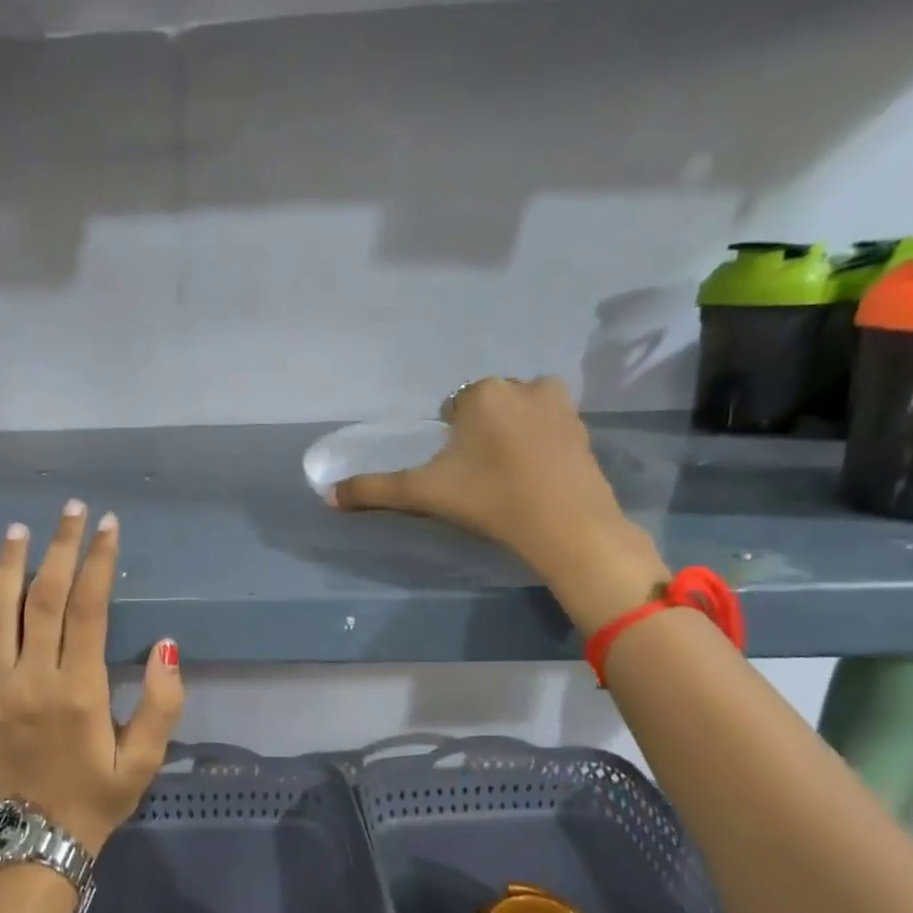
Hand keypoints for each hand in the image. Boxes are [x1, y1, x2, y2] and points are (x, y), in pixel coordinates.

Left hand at [0, 501, 183, 855]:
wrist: (37, 840)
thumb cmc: (98, 794)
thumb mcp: (145, 758)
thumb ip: (162, 703)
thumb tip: (166, 644)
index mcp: (79, 690)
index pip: (88, 609)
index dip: (98, 562)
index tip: (107, 526)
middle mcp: (32, 679)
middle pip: (44, 599)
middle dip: (60, 548)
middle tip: (71, 510)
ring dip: (9, 566)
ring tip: (19, 529)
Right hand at [329, 376, 670, 633]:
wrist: (565, 526)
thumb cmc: (489, 499)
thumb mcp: (423, 494)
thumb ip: (374, 490)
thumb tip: (327, 496)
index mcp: (481, 394)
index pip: (452, 409)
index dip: (449, 440)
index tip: (456, 472)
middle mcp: (522, 386)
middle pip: (487, 406)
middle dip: (480, 432)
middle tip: (479, 476)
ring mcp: (560, 405)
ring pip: (520, 412)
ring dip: (511, 432)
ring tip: (507, 474)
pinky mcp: (584, 429)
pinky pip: (549, 427)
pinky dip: (540, 443)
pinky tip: (535, 476)